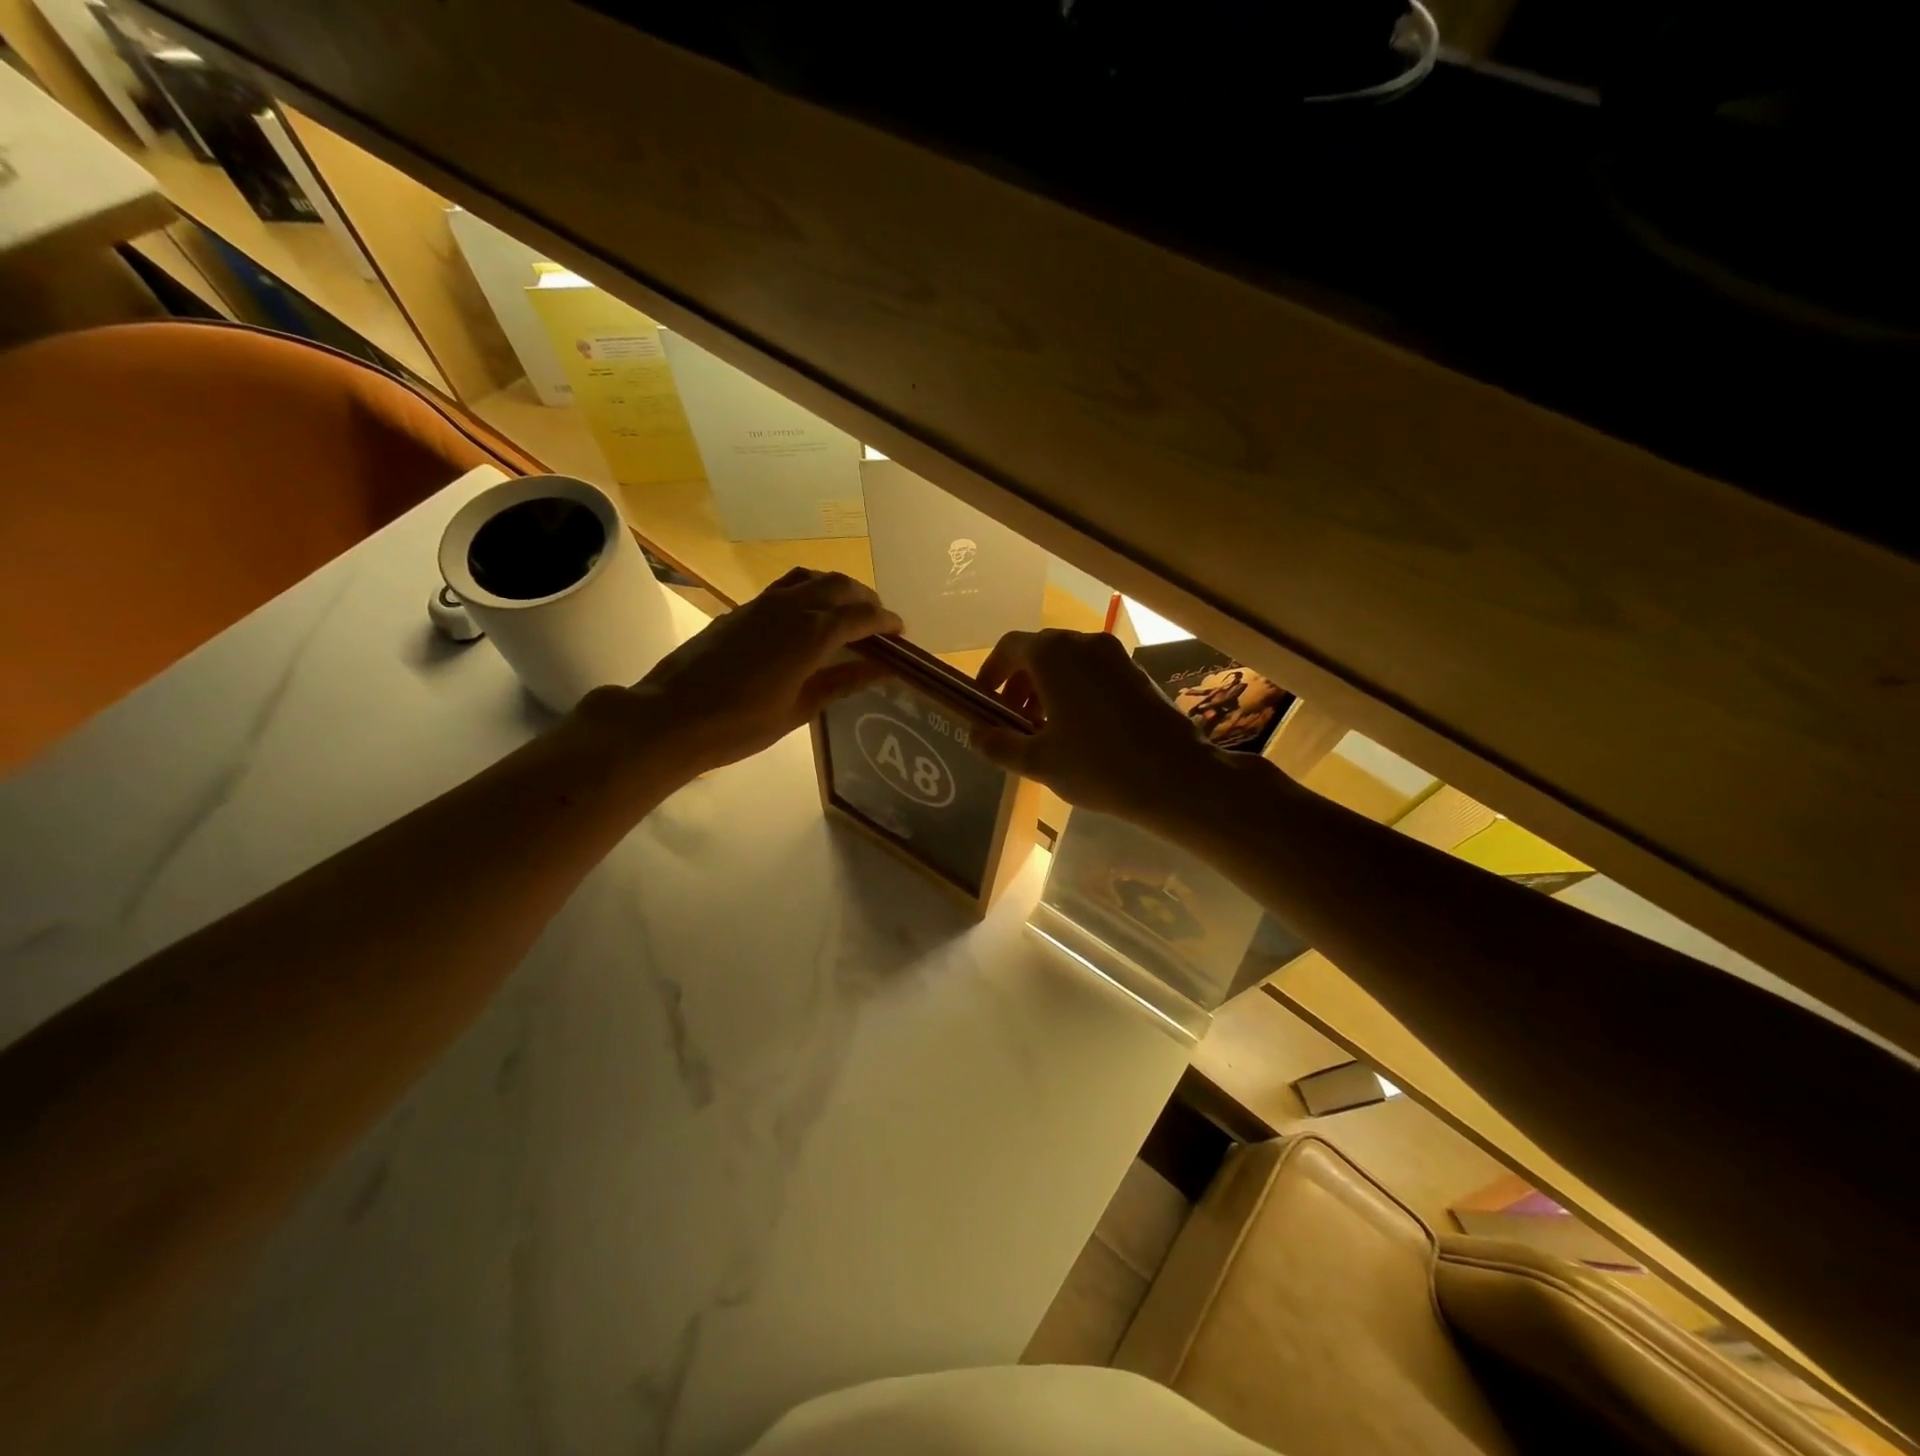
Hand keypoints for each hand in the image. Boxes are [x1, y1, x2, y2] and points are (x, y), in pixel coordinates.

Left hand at [609, 569, 901, 773]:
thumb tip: (881, 669)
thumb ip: (842, 683)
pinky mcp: (743, 609)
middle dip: (866, 601)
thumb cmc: (740, 724)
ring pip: (813, 578)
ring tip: (847, 615)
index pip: (861, 616)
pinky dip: (811, 592)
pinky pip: (788, 586)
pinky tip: (808, 618)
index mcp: (811, 634)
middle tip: (879, 626)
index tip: (902, 633)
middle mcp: (791, 607)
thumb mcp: (799, 709)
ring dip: (838, 589)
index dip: (886, 622)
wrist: (671, 716)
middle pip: (841, 586)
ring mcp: (764, 603)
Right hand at [972, 629, 1225, 826]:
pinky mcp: (1136, 672)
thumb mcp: (1038, 761)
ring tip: (1042, 730)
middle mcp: (1083, 643)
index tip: (984, 702)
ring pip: (1067, 663)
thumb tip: (975, 733)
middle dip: (1019, 685)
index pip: (1009, 647)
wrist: (1176, 776)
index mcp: (1053, 655)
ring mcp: (1114, 656)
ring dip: (1046, 689)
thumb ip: (999, 743)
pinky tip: (1077, 730)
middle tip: (1012, 722)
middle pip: (1038, 653)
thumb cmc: (1097, 765)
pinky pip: (1092, 672)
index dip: (990, 672)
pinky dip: (1074, 691)